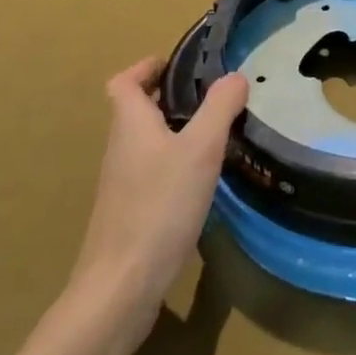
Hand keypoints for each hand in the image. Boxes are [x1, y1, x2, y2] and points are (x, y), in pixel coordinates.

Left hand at [68, 58, 247, 354]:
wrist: (120, 289)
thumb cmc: (159, 206)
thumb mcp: (200, 149)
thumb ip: (220, 107)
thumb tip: (235, 76)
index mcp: (130, 124)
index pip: (124, 82)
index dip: (146, 67)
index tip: (177, 65)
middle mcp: (121, 149)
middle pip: (137, 111)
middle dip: (170, 98)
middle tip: (211, 96)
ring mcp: (122, 185)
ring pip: (147, 143)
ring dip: (175, 131)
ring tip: (215, 134)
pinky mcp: (130, 215)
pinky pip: (152, 173)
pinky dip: (175, 165)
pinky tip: (203, 182)